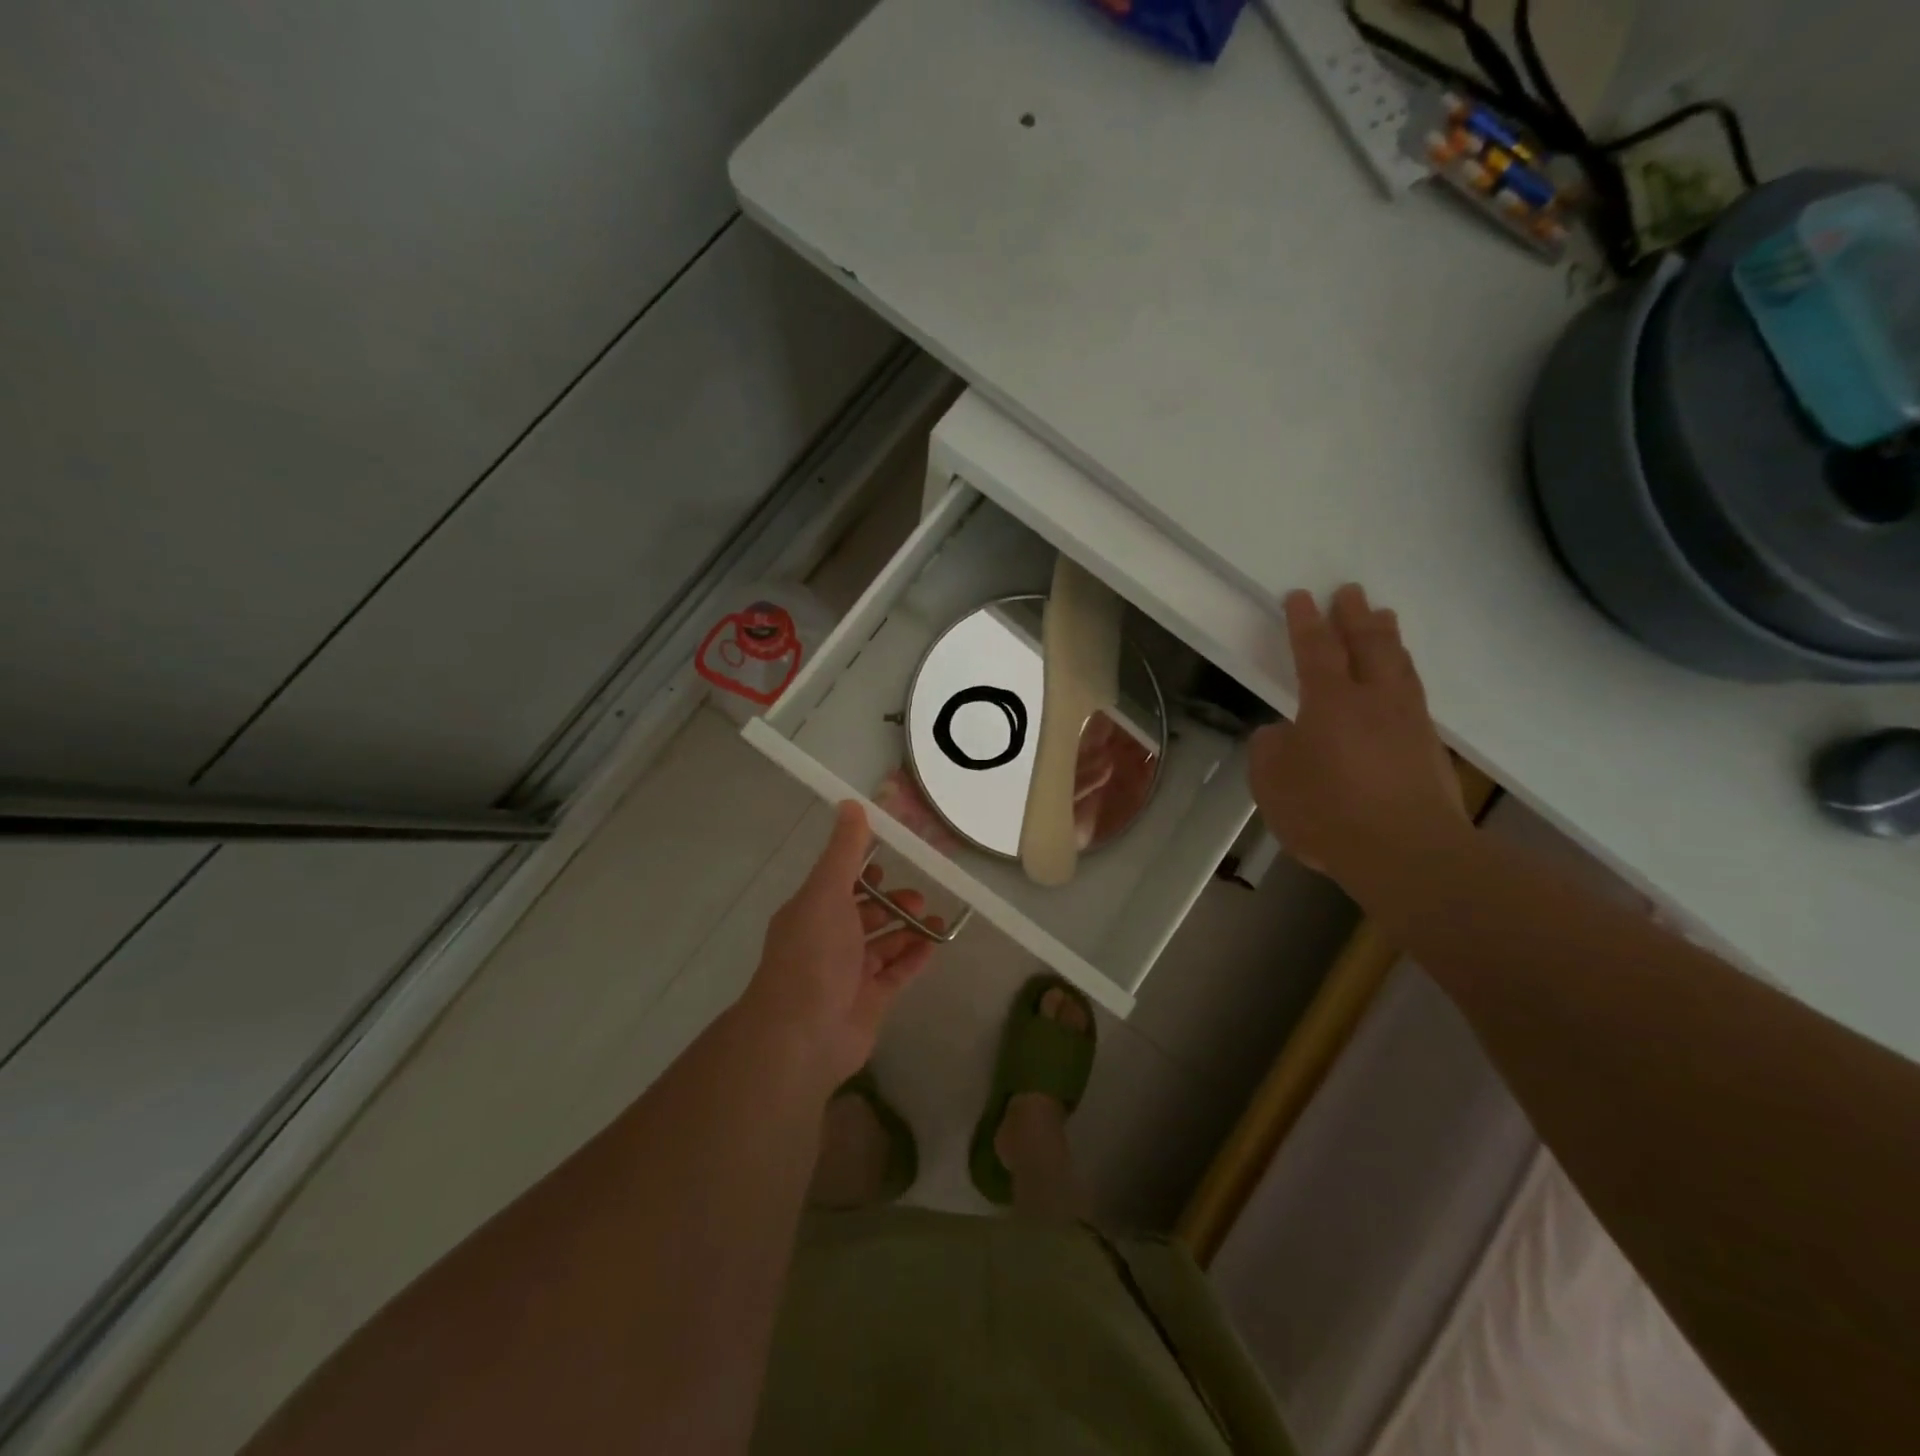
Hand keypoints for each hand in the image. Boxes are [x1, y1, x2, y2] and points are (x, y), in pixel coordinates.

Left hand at [739, 802, 939, 1086]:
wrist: (804, 1035)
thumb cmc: (813, 954)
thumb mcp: (827, 892)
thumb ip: (844, 851)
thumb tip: (851, 804)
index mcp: (811, 912)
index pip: (838, 884)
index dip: (862, 871)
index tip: (891, 859)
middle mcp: (828, 940)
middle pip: (863, 914)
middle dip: (890, 901)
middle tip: (918, 895)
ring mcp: (849, 973)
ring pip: (883, 944)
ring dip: (907, 928)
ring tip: (934, 918)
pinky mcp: (869, 1001)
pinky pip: (896, 973)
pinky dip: (914, 957)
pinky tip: (935, 944)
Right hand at [1250, 585, 1467, 888]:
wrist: (1407, 852)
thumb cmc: (1327, 812)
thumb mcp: (1272, 783)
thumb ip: (1271, 750)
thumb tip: (1283, 734)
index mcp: (1330, 702)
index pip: (1316, 650)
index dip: (1305, 622)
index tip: (1300, 595)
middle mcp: (1374, 700)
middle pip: (1368, 645)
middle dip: (1355, 616)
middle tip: (1351, 591)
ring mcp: (1408, 722)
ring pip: (1399, 665)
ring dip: (1388, 638)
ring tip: (1383, 618)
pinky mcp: (1429, 749)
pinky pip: (1414, 694)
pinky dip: (1404, 675)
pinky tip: (1401, 681)